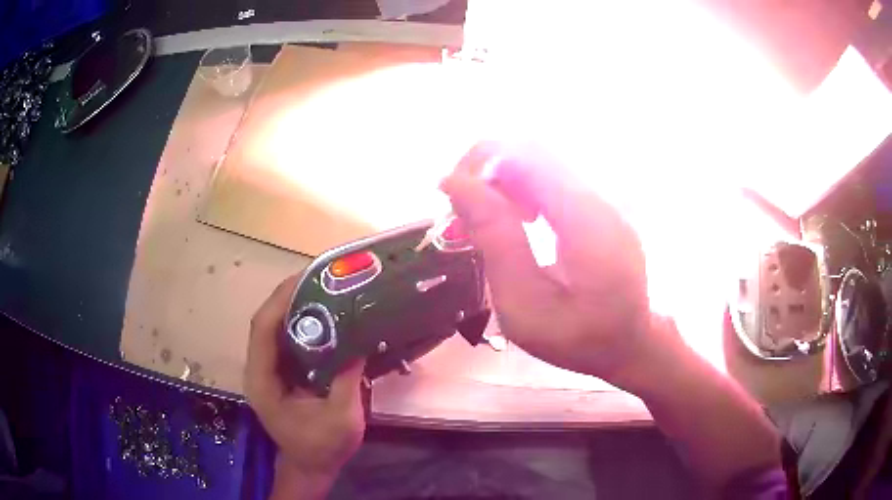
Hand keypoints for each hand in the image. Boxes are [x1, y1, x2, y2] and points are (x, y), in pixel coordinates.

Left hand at [245, 276, 365, 498]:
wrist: (311, 466)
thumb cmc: (322, 447)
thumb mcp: (341, 419)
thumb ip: (347, 382)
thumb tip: (359, 343)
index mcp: (264, 381)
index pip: (263, 329)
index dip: (281, 301)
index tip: (306, 279)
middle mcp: (260, 370)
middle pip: (266, 322)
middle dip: (289, 295)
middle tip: (319, 277)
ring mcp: (269, 371)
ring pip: (274, 328)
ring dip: (294, 305)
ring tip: (322, 287)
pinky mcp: (280, 373)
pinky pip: (286, 339)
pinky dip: (301, 323)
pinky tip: (323, 316)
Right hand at [441, 142, 670, 391]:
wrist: (629, 343)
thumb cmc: (577, 339)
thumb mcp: (524, 305)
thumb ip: (495, 241)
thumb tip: (456, 184)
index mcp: (586, 222)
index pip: (528, 155)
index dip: (480, 164)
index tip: (451, 199)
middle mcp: (600, 197)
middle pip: (533, 149)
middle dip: (487, 170)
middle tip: (465, 214)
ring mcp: (604, 198)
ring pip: (541, 160)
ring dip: (503, 180)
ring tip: (487, 222)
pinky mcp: (601, 204)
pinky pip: (554, 178)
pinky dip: (523, 189)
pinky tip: (518, 221)